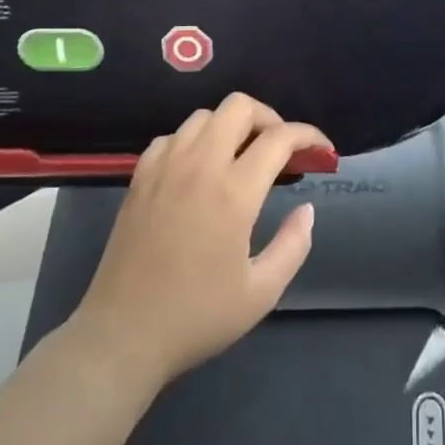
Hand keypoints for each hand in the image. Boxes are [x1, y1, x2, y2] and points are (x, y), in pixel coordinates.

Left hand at [65, 95, 326, 389]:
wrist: (121, 338)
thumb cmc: (197, 317)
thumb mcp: (262, 293)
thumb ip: (294, 245)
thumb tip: (306, 209)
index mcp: (234, 192)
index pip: (280, 138)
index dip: (309, 136)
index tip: (322, 152)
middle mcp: (199, 166)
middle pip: (239, 106)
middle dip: (270, 119)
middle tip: (281, 150)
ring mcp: (164, 168)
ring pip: (204, 116)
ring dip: (231, 127)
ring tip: (242, 157)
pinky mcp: (139, 179)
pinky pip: (172, 136)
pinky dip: (194, 141)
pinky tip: (199, 169)